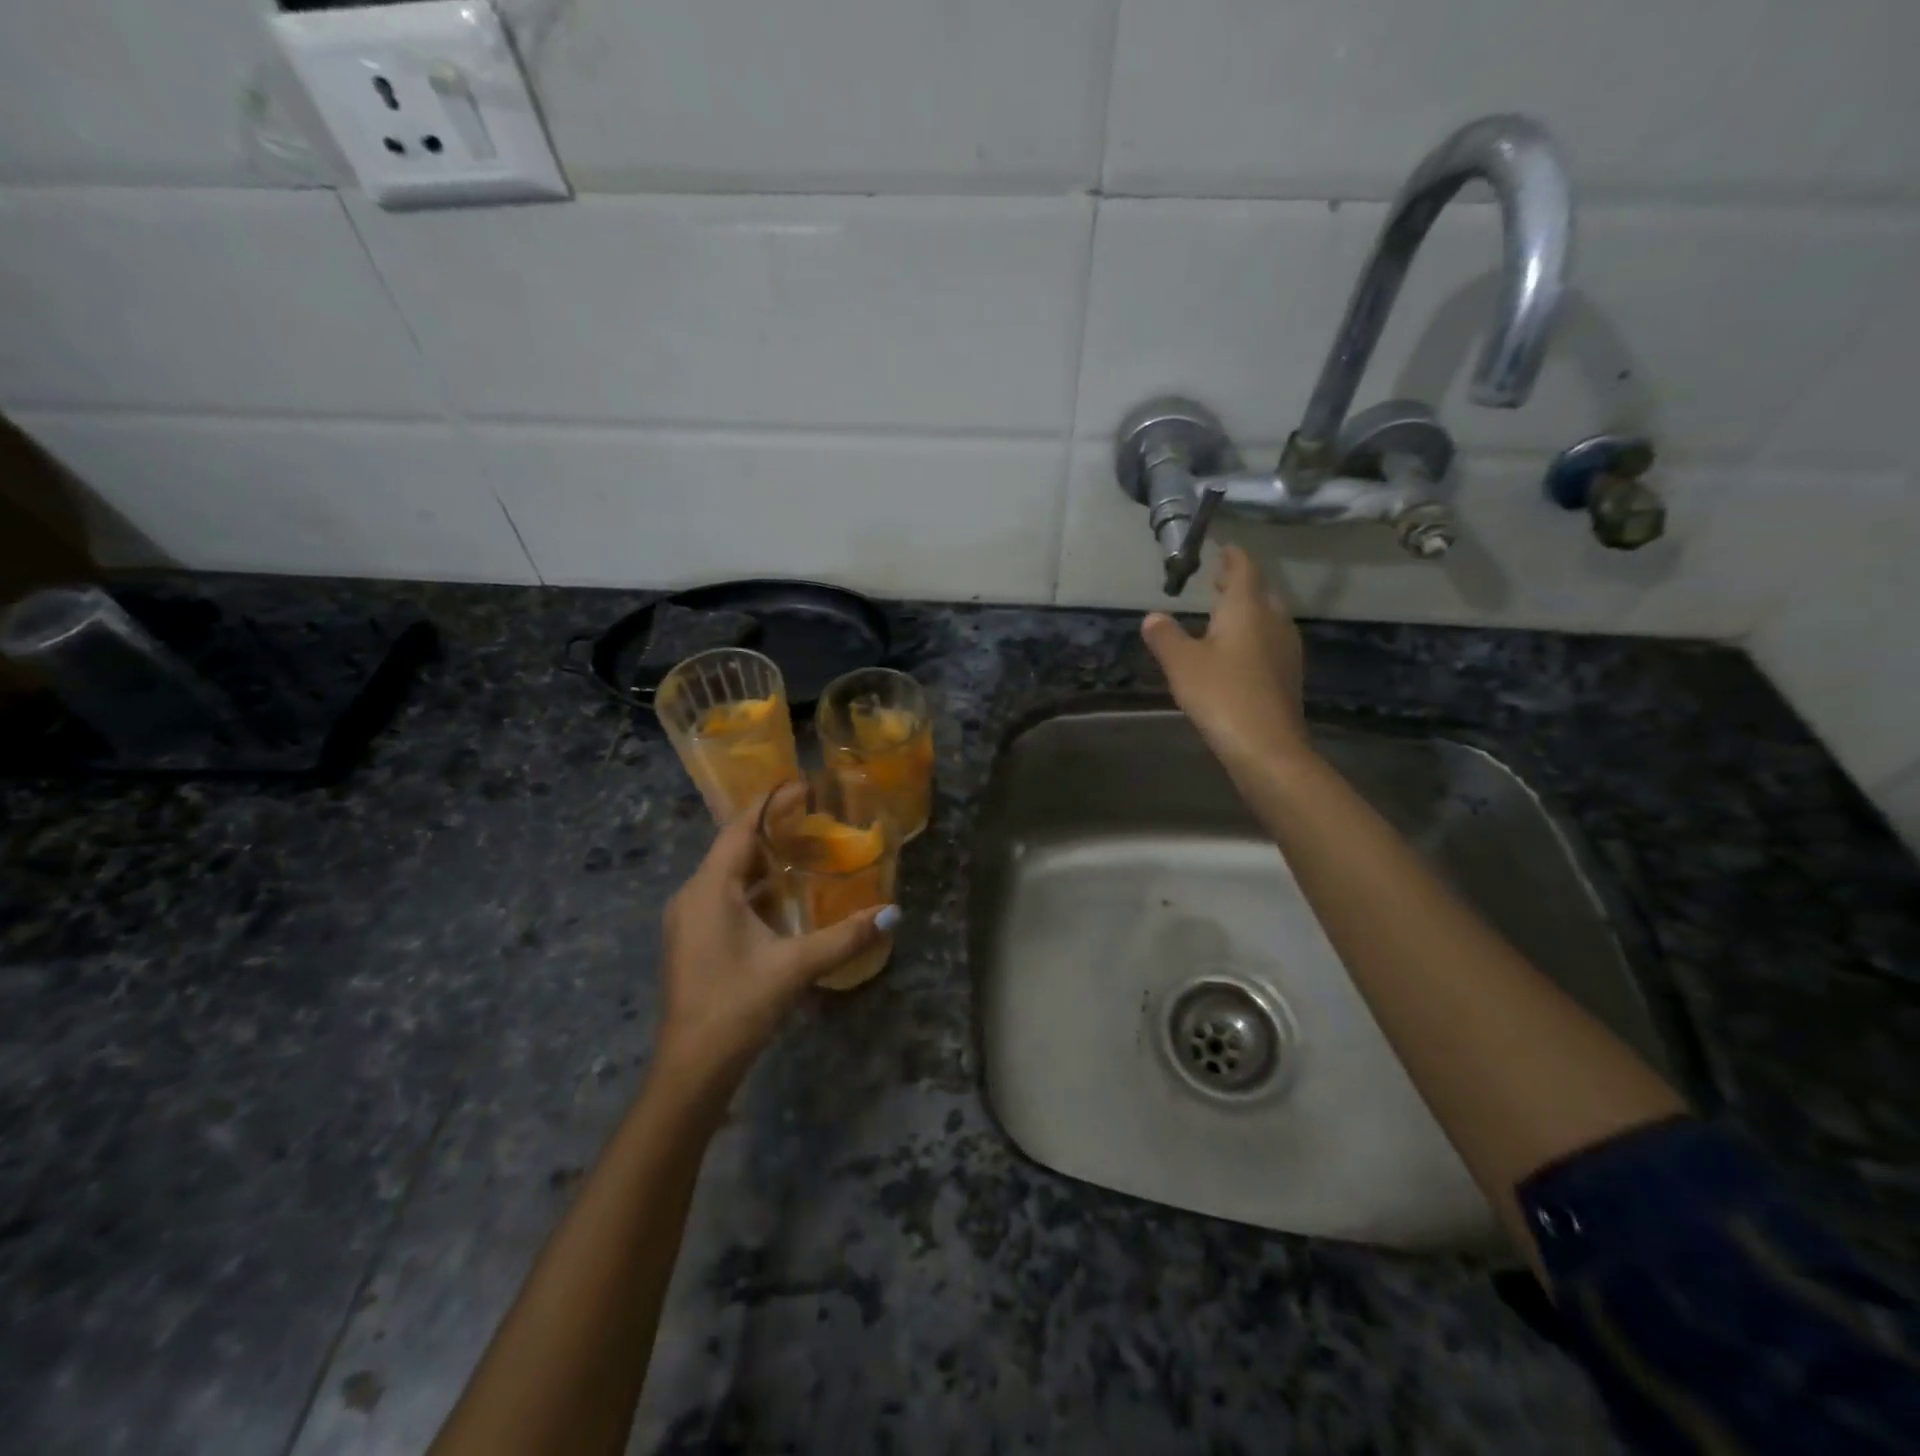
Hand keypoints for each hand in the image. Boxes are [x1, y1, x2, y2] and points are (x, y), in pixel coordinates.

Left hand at [654, 794, 897, 1091]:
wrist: (691, 1068)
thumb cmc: (737, 1006)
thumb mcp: (796, 967)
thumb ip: (845, 937)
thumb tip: (892, 913)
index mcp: (710, 889)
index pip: (740, 828)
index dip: (771, 804)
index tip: (803, 785)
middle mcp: (693, 895)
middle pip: (734, 847)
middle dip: (773, 830)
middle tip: (815, 817)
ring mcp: (689, 919)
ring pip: (729, 875)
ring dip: (764, 861)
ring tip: (807, 849)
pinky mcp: (693, 940)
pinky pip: (725, 897)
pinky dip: (755, 888)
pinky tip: (785, 898)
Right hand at [1142, 545, 1312, 780]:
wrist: (1266, 746)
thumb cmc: (1221, 695)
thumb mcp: (1181, 663)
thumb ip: (1165, 636)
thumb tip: (1153, 616)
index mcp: (1247, 608)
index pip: (1243, 569)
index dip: (1232, 556)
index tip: (1221, 548)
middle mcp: (1273, 620)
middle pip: (1259, 591)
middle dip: (1238, 583)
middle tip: (1217, 581)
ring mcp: (1286, 648)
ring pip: (1267, 617)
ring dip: (1247, 610)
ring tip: (1223, 614)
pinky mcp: (1288, 674)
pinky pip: (1269, 641)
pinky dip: (1252, 635)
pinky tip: (1237, 652)